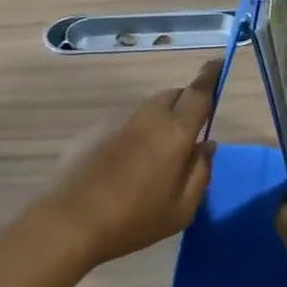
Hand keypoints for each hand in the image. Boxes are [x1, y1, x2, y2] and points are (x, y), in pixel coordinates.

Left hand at [36, 62, 218, 266]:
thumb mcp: (181, 210)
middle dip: (185, 104)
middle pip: (173, 95)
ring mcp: (116, 121)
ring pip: (148, 109)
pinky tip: (123, 166)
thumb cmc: (133, 220)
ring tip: (154, 158)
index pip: (198, 93)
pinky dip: (133, 134)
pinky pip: (124, 124)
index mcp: (174, 132)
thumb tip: (206, 145)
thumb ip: (201, 172)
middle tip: (188, 134)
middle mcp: (147, 117)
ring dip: (159, 121)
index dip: (210, 76)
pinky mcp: (92, 131)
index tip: (218, 64)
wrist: (69, 223)